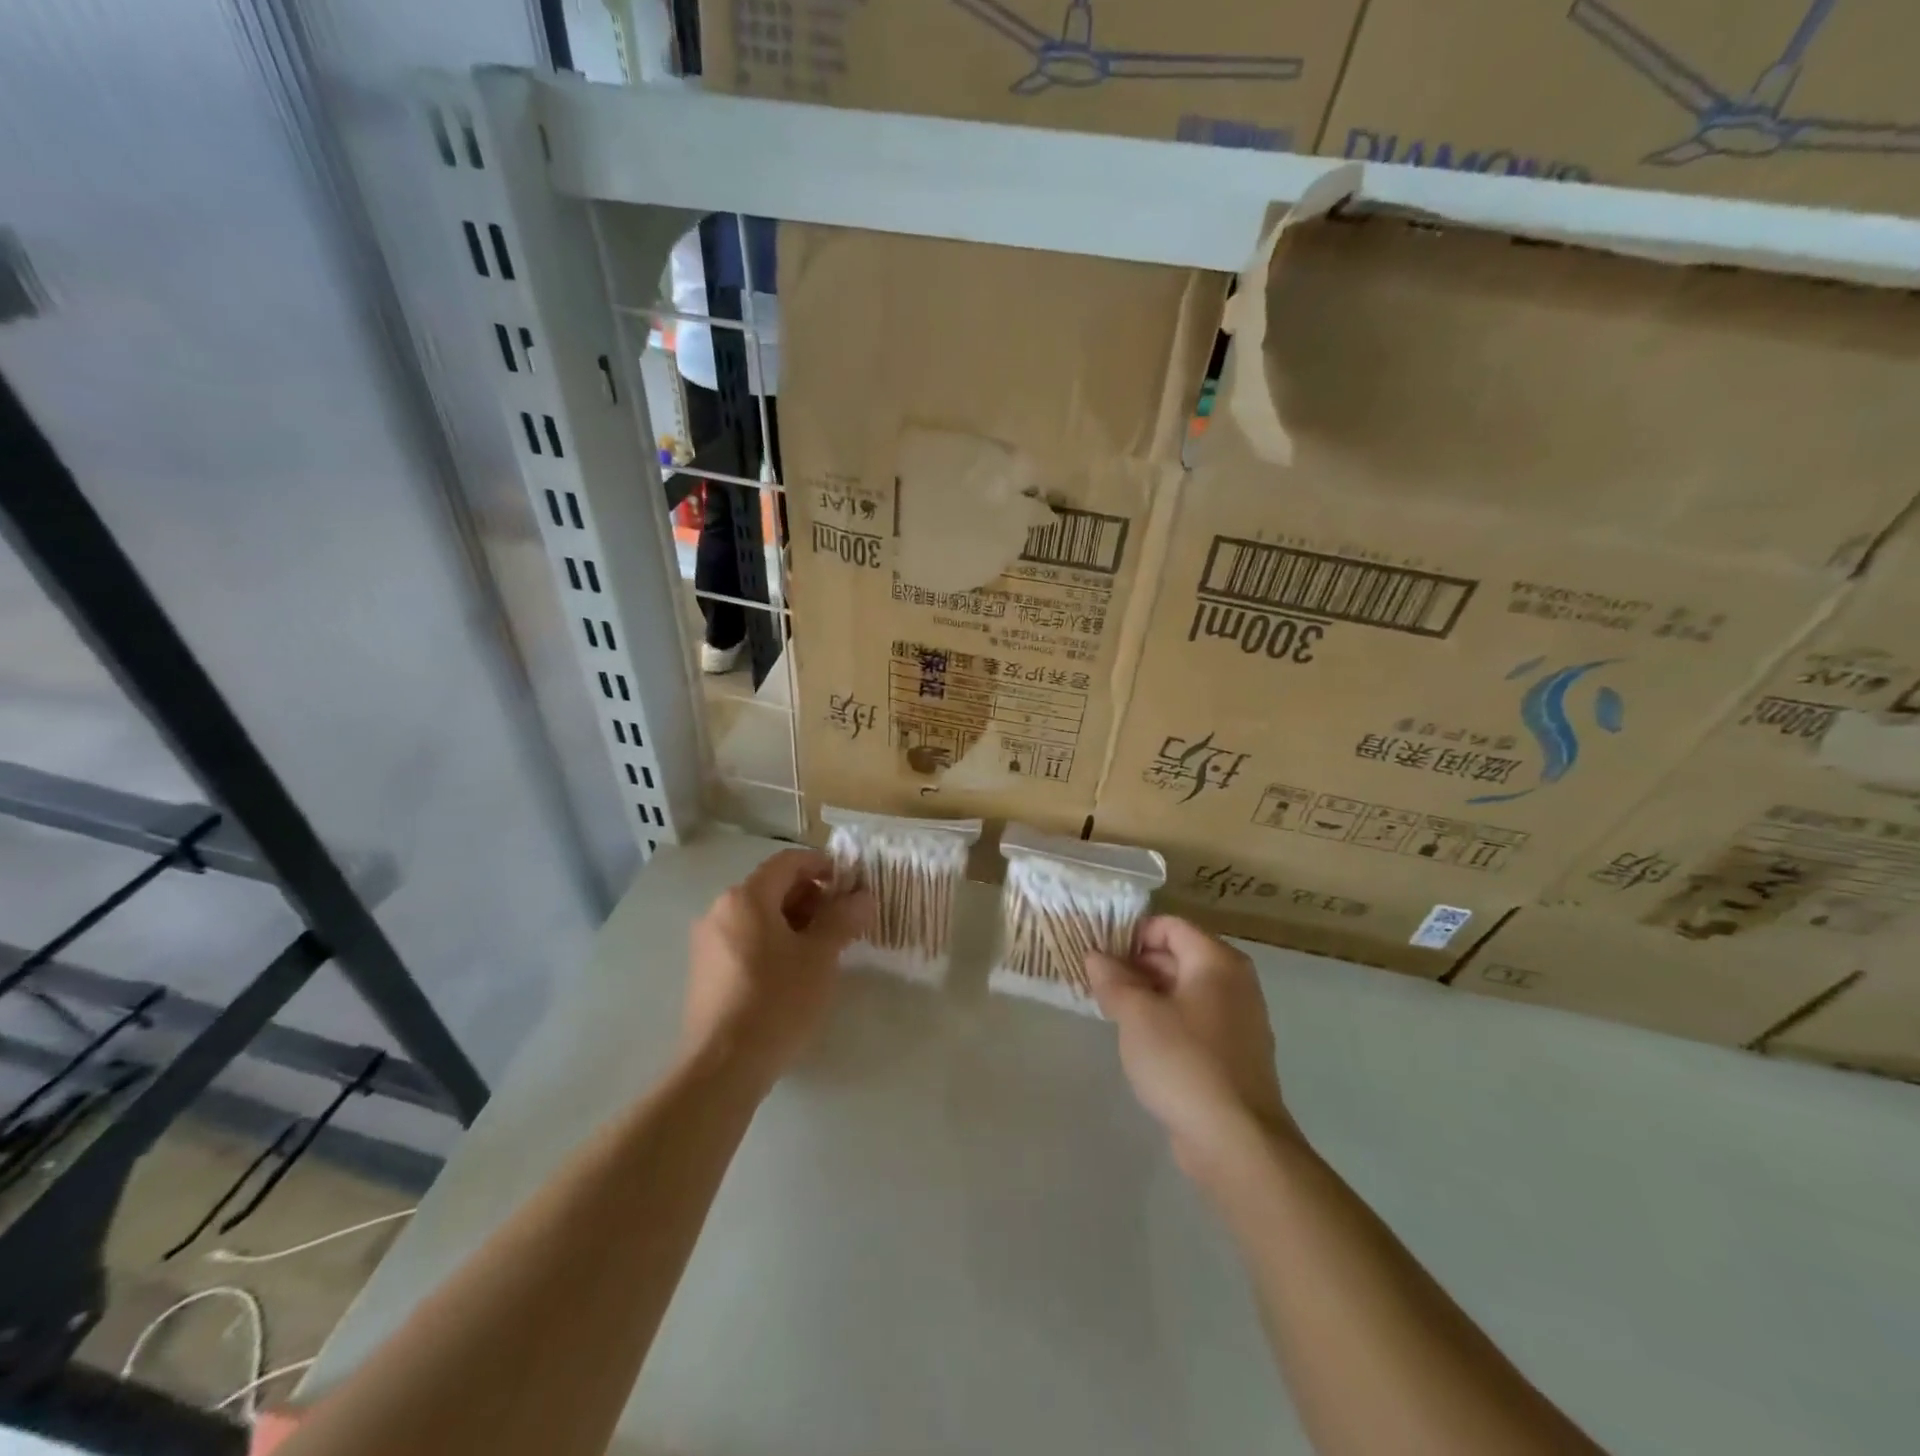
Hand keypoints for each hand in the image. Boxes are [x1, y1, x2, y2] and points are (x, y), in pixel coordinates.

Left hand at [683, 849, 871, 1092]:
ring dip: (795, 922)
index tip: (852, 887)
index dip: (824, 866)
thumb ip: (844, 919)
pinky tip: (794, 973)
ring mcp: (708, 943)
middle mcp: (720, 911)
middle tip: (844, 921)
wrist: (722, 1068)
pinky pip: (745, 941)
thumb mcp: (820, 957)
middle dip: (812, 897)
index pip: (789, 862)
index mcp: (745, 897)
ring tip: (824, 949)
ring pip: (759, 916)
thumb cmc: (776, 1001)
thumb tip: (863, 897)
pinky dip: (773, 943)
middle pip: (772, 887)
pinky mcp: (705, 972)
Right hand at [1087, 916, 1293, 1176]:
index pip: (1168, 926)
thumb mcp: (1136, 1014)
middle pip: (1178, 955)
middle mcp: (1234, 981)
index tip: (1099, 955)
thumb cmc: (1183, 1062)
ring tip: (1111, 1009)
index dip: (1131, 934)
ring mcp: (1239, 1019)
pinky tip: (1140, 1040)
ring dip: (1148, 994)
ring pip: (1184, 990)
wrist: (1236, 1142)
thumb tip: (1095, 955)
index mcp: (1216, 961)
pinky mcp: (1235, 1053)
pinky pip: (1195, 1019)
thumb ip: (1112, 979)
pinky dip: (1167, 1020)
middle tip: (1098, 982)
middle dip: (1136, 965)